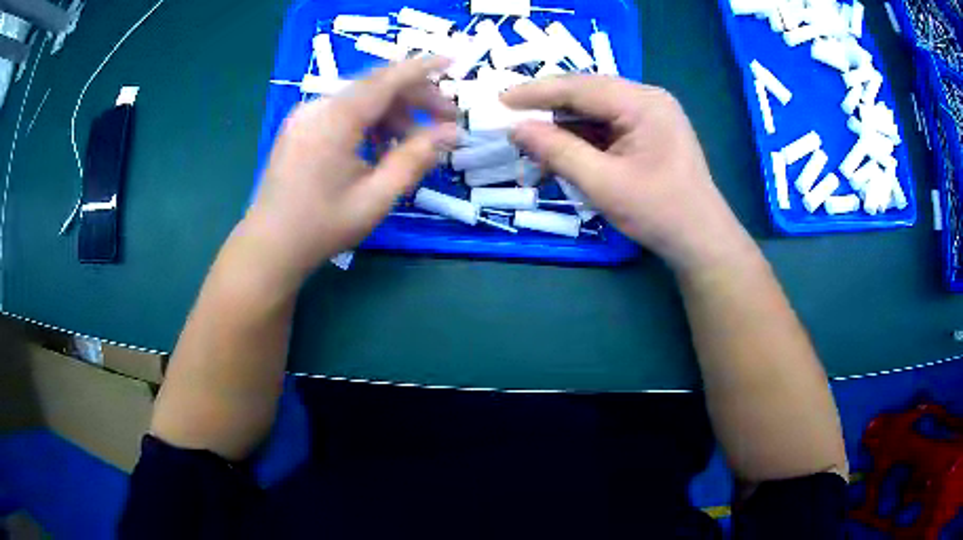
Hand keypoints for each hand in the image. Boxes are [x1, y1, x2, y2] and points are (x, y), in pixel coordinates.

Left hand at [243, 57, 457, 281]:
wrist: (268, 246)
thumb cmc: (322, 227)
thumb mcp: (376, 198)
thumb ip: (414, 159)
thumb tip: (451, 133)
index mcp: (336, 119)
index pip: (387, 79)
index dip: (423, 68)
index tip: (453, 62)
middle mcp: (318, 107)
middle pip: (375, 86)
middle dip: (414, 98)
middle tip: (446, 122)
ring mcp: (305, 116)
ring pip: (359, 99)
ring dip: (392, 114)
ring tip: (413, 144)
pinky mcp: (299, 127)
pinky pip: (342, 112)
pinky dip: (368, 122)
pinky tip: (379, 147)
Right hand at [502, 76, 755, 274]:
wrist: (701, 241)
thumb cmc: (659, 212)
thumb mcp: (603, 183)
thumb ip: (558, 151)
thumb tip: (517, 129)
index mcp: (643, 103)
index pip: (580, 87)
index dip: (536, 93)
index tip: (500, 101)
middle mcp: (648, 99)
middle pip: (587, 94)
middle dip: (548, 110)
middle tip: (511, 121)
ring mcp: (651, 114)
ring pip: (595, 111)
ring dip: (563, 128)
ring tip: (532, 147)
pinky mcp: (649, 132)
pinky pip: (607, 126)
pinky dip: (582, 140)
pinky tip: (561, 155)